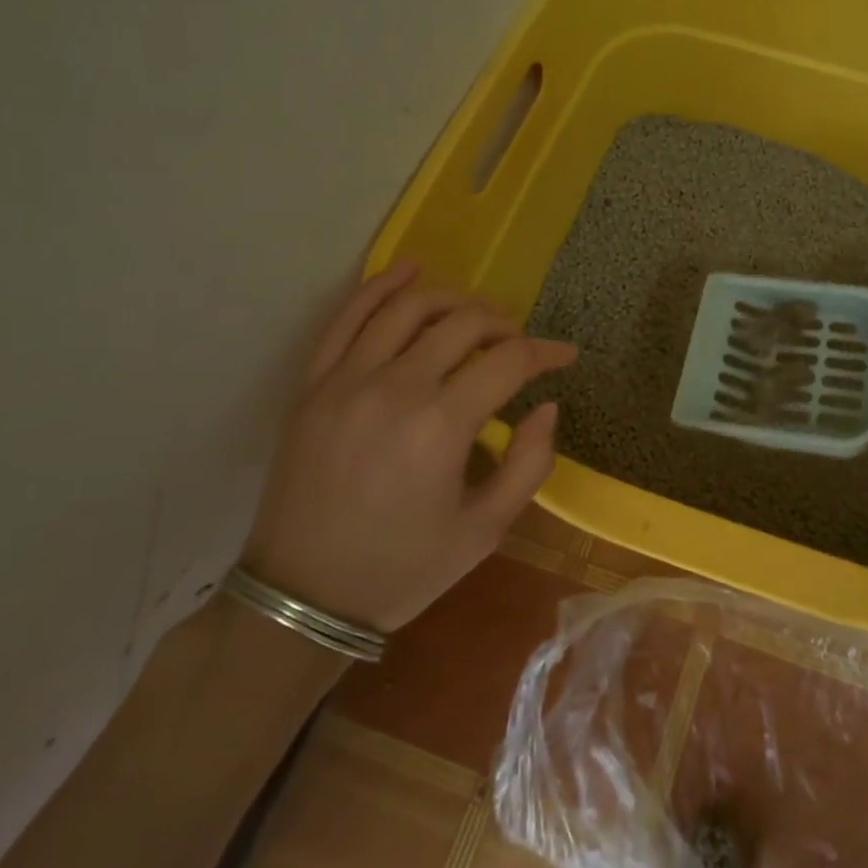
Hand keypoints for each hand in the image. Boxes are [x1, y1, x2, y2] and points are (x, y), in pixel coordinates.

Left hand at [240, 261, 576, 632]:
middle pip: (464, 323)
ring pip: (409, 307)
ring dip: (454, 299)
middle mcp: (395, 388)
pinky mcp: (313, 385)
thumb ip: (529, 464)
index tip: (565, 357)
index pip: (508, 361)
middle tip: (521, 344)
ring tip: (477, 314)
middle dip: (505, 325)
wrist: (302, 597)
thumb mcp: (485, 531)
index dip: (545, 352)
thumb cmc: (403, 569)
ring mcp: (346, 380)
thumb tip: (547, 407)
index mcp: (441, 426)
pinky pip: (348, 317)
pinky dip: (381, 286)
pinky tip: (410, 270)